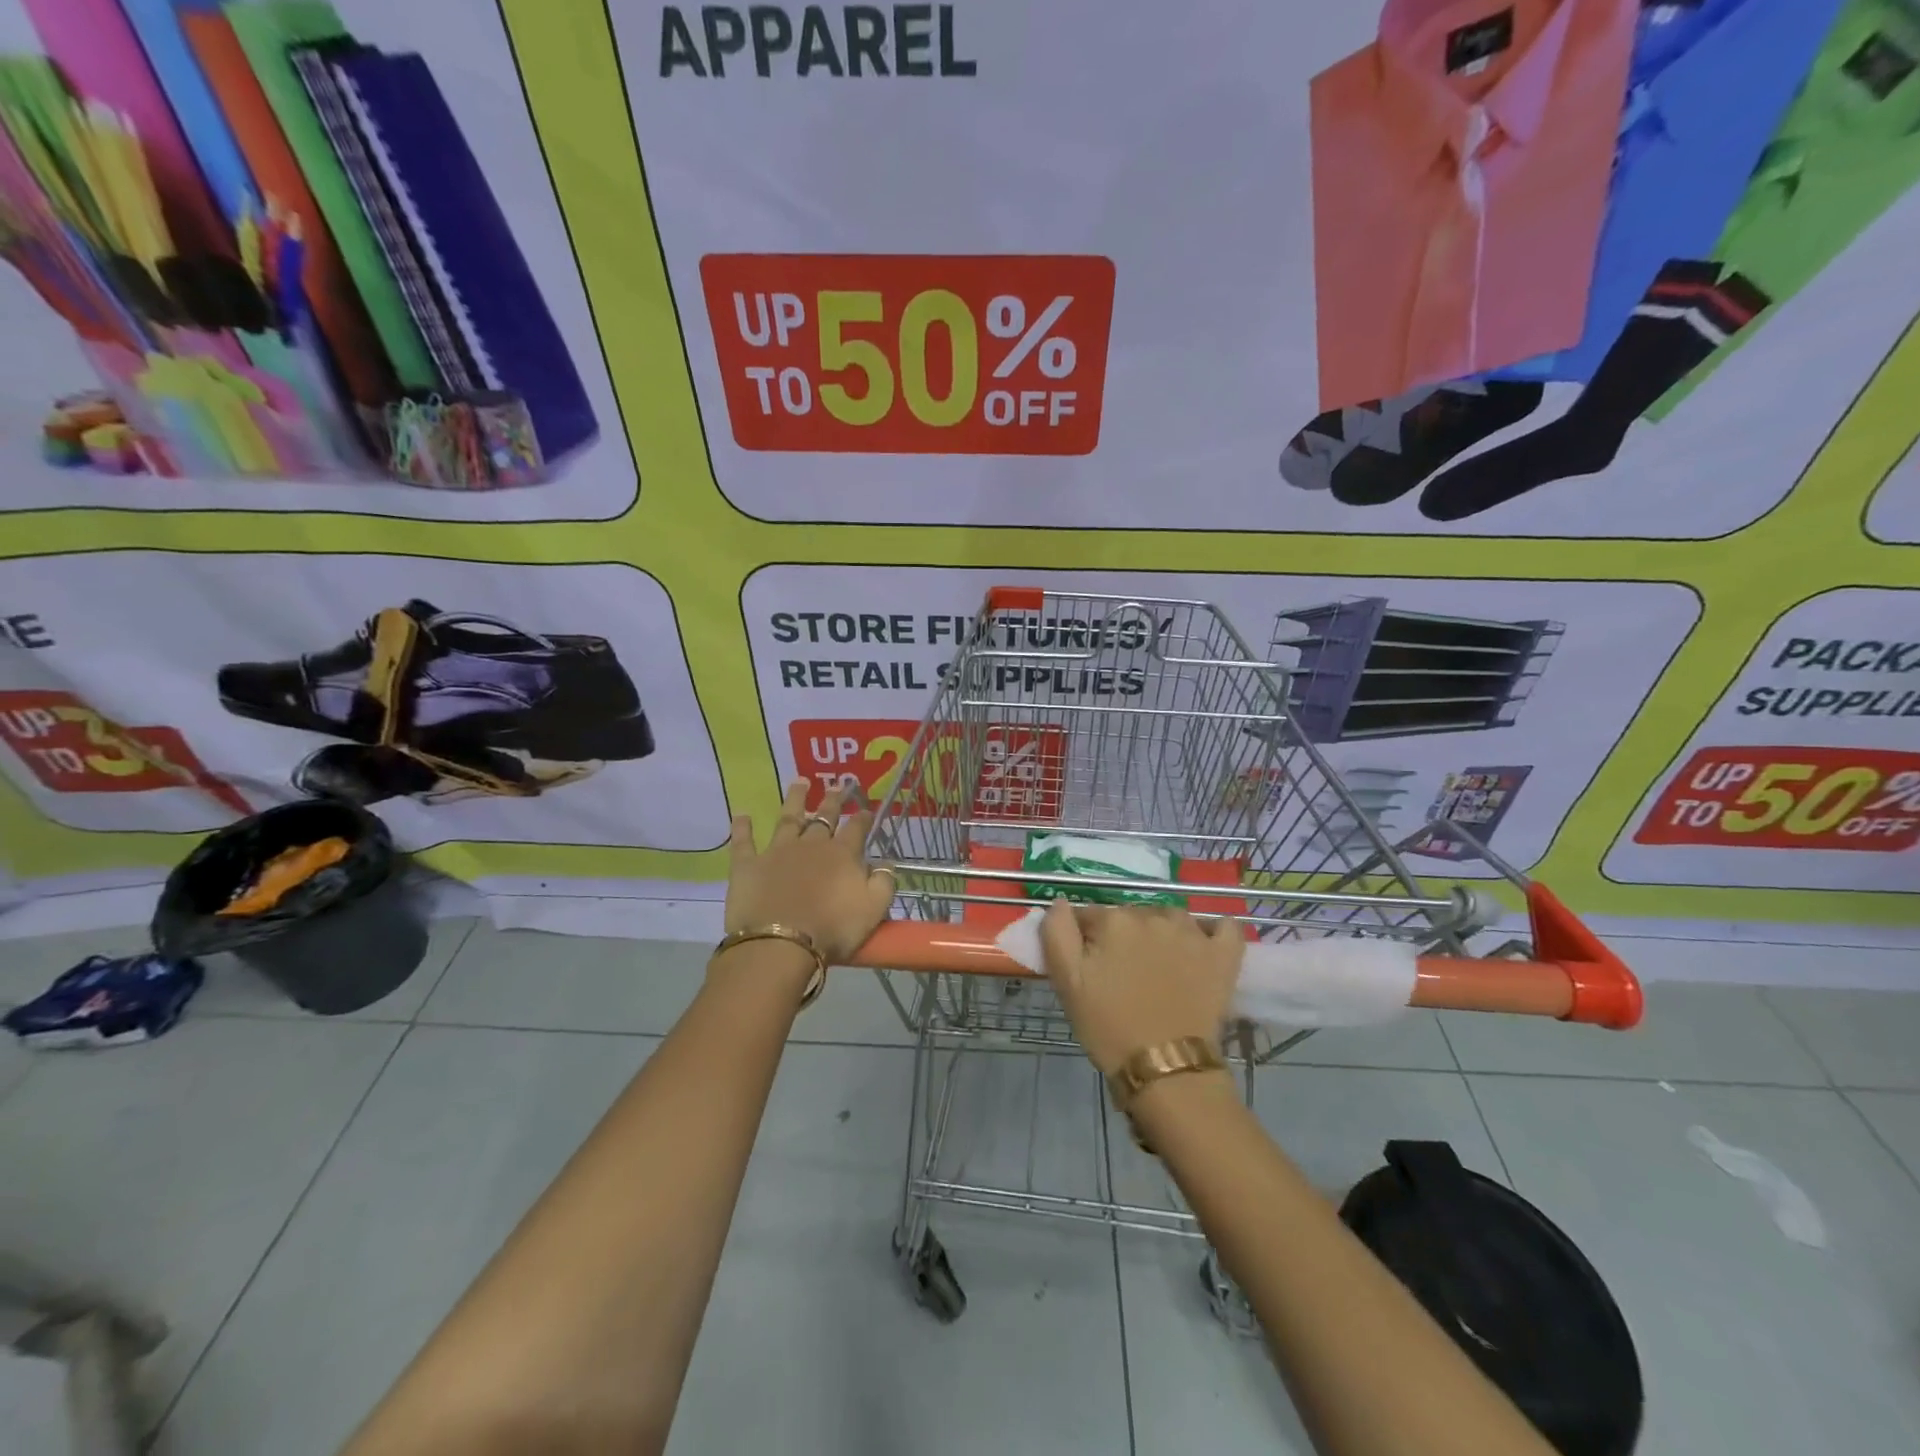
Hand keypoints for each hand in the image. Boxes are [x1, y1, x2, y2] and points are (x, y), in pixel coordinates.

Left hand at [724, 781, 896, 963]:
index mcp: (842, 854)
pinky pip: (744, 841)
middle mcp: (811, 844)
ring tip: (800, 781)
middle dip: (833, 800)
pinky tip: (741, 814)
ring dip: (795, 799)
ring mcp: (777, 851)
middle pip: (824, 816)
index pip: (856, 829)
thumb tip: (886, 863)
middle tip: (839, 784)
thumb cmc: (832, 930)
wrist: (780, 944)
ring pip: (788, 818)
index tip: (867, 809)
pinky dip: (742, 827)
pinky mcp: (748, 865)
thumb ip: (884, 883)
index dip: (863, 818)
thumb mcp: (873, 910)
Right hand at [1040, 902, 1244, 1074]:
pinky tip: (1203, 947)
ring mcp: (1193, 932)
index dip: (1085, 940)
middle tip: (1121, 974)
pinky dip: (1214, 931)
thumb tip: (1061, 902)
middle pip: (1130, 916)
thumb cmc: (1109, 1027)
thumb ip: (1057, 933)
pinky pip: (1223, 927)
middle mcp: (1153, 915)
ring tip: (1158, 967)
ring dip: (1161, 933)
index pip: (1090, 916)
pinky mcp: (1223, 954)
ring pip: (1170, 917)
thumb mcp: (1067, 982)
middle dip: (1122, 936)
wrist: (1165, 1069)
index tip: (1088, 967)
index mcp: (1114, 920)